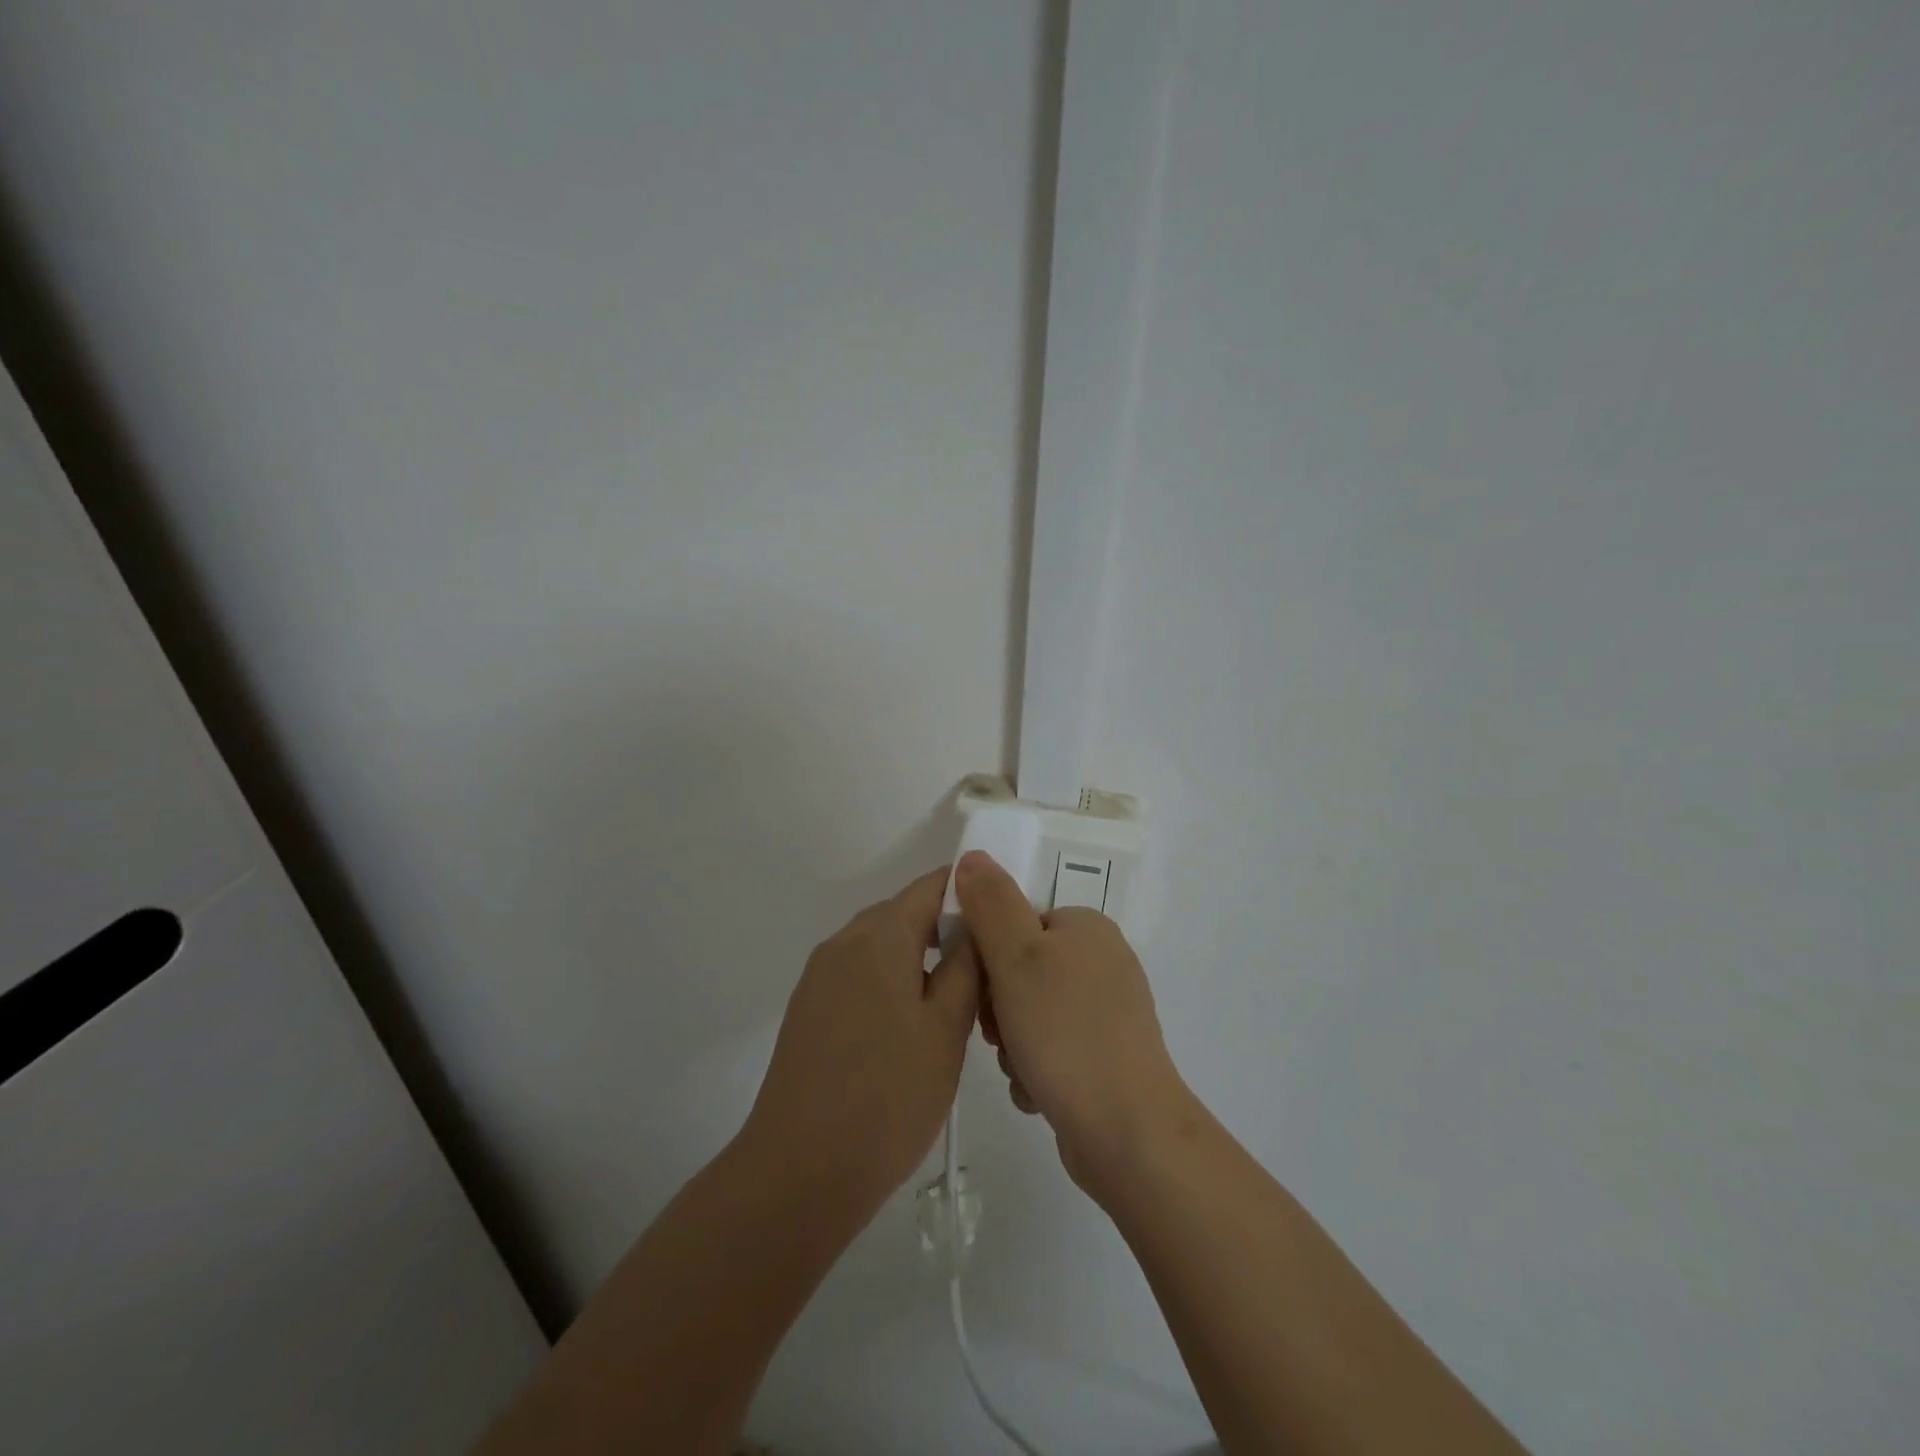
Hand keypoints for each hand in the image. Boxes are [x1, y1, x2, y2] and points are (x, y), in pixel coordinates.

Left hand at [742, 867, 978, 1222]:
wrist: (800, 1171)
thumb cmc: (889, 1095)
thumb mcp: (947, 1027)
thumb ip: (966, 963)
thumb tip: (974, 919)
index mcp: (879, 935)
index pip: (931, 885)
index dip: (970, 892)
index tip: (1002, 922)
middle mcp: (843, 942)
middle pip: (904, 914)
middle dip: (947, 932)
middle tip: (986, 974)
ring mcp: (819, 977)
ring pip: (882, 948)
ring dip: (919, 962)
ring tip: (955, 1008)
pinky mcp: (808, 1010)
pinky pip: (859, 977)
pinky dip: (890, 985)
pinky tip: (909, 1033)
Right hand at [952, 850, 1194, 1199]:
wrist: (1127, 1131)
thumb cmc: (1065, 1032)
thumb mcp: (1016, 957)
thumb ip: (990, 904)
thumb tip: (971, 856)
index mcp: (1086, 927)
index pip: (1016, 924)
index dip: (989, 957)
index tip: (984, 991)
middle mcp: (1103, 962)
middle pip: (1022, 971)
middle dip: (1000, 1007)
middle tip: (1001, 1035)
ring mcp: (1109, 1013)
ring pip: (1031, 1015)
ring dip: (1013, 1044)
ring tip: (1022, 1069)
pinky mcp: (1108, 1058)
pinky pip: (1052, 1051)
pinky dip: (1037, 1070)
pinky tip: (1039, 1092)